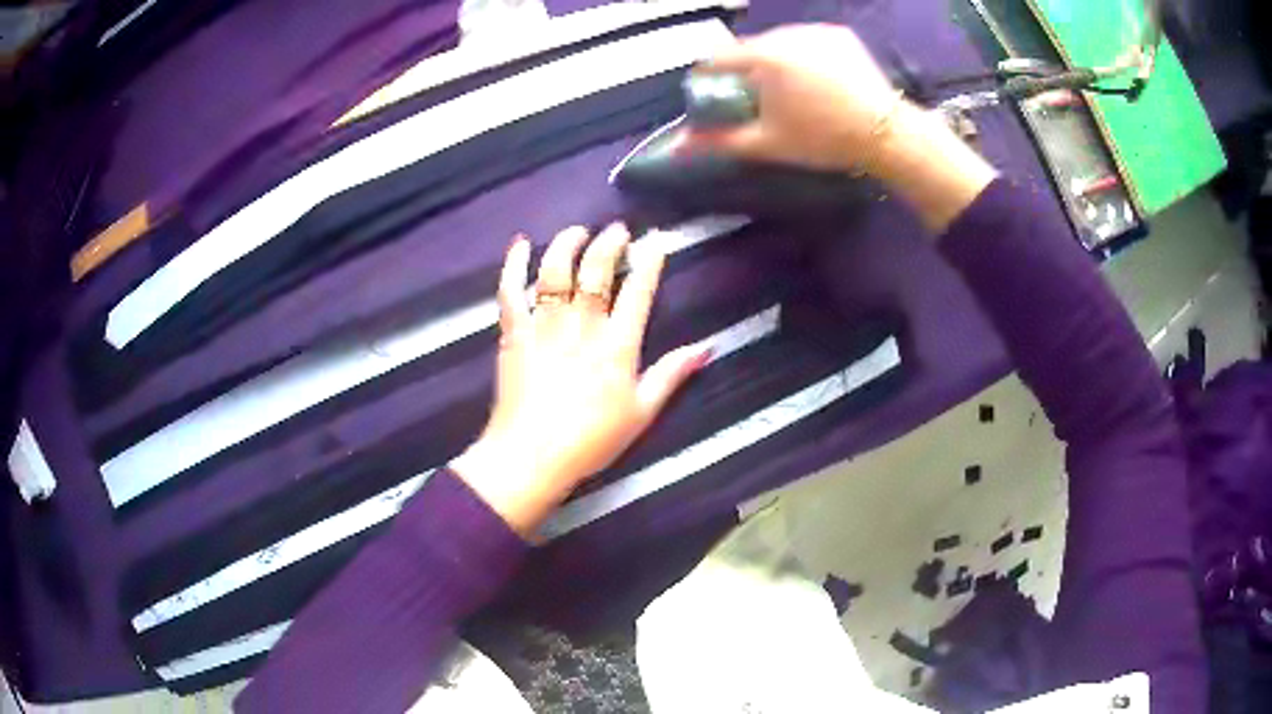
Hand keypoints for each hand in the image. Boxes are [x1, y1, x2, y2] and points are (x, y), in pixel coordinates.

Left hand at [451, 224, 709, 535]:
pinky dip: (514, 264)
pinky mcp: (514, 333)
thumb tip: (706, 347)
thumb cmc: (592, 440)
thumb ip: (671, 375)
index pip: (638, 290)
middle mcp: (583, 324)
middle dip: (609, 242)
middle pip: (596, 269)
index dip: (649, 261)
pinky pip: (511, 291)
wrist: (532, 455)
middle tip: (617, 230)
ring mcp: (544, 325)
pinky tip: (520, 244)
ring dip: (566, 244)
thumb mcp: (642, 412)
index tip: (655, 240)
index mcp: (618, 344)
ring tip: (577, 232)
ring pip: (555, 270)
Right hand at [688, 24, 997, 230]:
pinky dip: (803, 53)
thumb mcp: (768, 143)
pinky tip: (817, 76)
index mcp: (764, 57)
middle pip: (750, 47)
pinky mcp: (838, 33)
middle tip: (762, 97)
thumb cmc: (823, 139)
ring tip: (794, 88)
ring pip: (779, 40)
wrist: (886, 133)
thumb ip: (720, 140)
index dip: (710, 75)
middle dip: (748, 68)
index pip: (717, 57)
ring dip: (776, 58)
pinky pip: (806, 38)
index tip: (715, 91)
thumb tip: (680, 145)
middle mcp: (785, 33)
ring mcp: (815, 30)